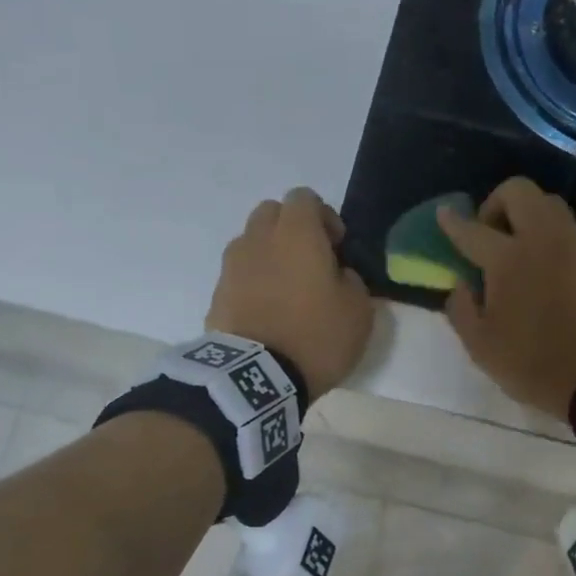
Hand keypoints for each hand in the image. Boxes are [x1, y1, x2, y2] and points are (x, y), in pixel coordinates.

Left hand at [206, 188, 374, 397]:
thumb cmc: (316, 336)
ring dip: (270, 255)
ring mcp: (232, 266)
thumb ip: (351, 280)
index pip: (305, 198)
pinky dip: (254, 283)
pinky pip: (239, 275)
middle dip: (292, 229)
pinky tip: (268, 312)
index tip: (337, 247)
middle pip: (272, 213)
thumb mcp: (359, 310)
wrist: (256, 377)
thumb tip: (337, 273)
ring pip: (252, 242)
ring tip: (287, 290)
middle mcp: (259, 238)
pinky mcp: (216, 294)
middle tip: (311, 263)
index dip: (324, 217)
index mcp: (296, 233)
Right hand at [438, 178, 575, 421]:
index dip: (453, 222)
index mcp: (508, 259)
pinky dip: (545, 231)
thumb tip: (460, 285)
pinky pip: (564, 227)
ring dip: (525, 213)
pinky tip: (537, 263)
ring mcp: (572, 246)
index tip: (444, 215)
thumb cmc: (534, 363)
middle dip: (495, 203)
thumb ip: (462, 309)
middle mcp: (541, 239)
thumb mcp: (481, 347)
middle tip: (487, 235)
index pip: (472, 230)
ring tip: (513, 247)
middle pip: (518, 191)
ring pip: (547, 202)